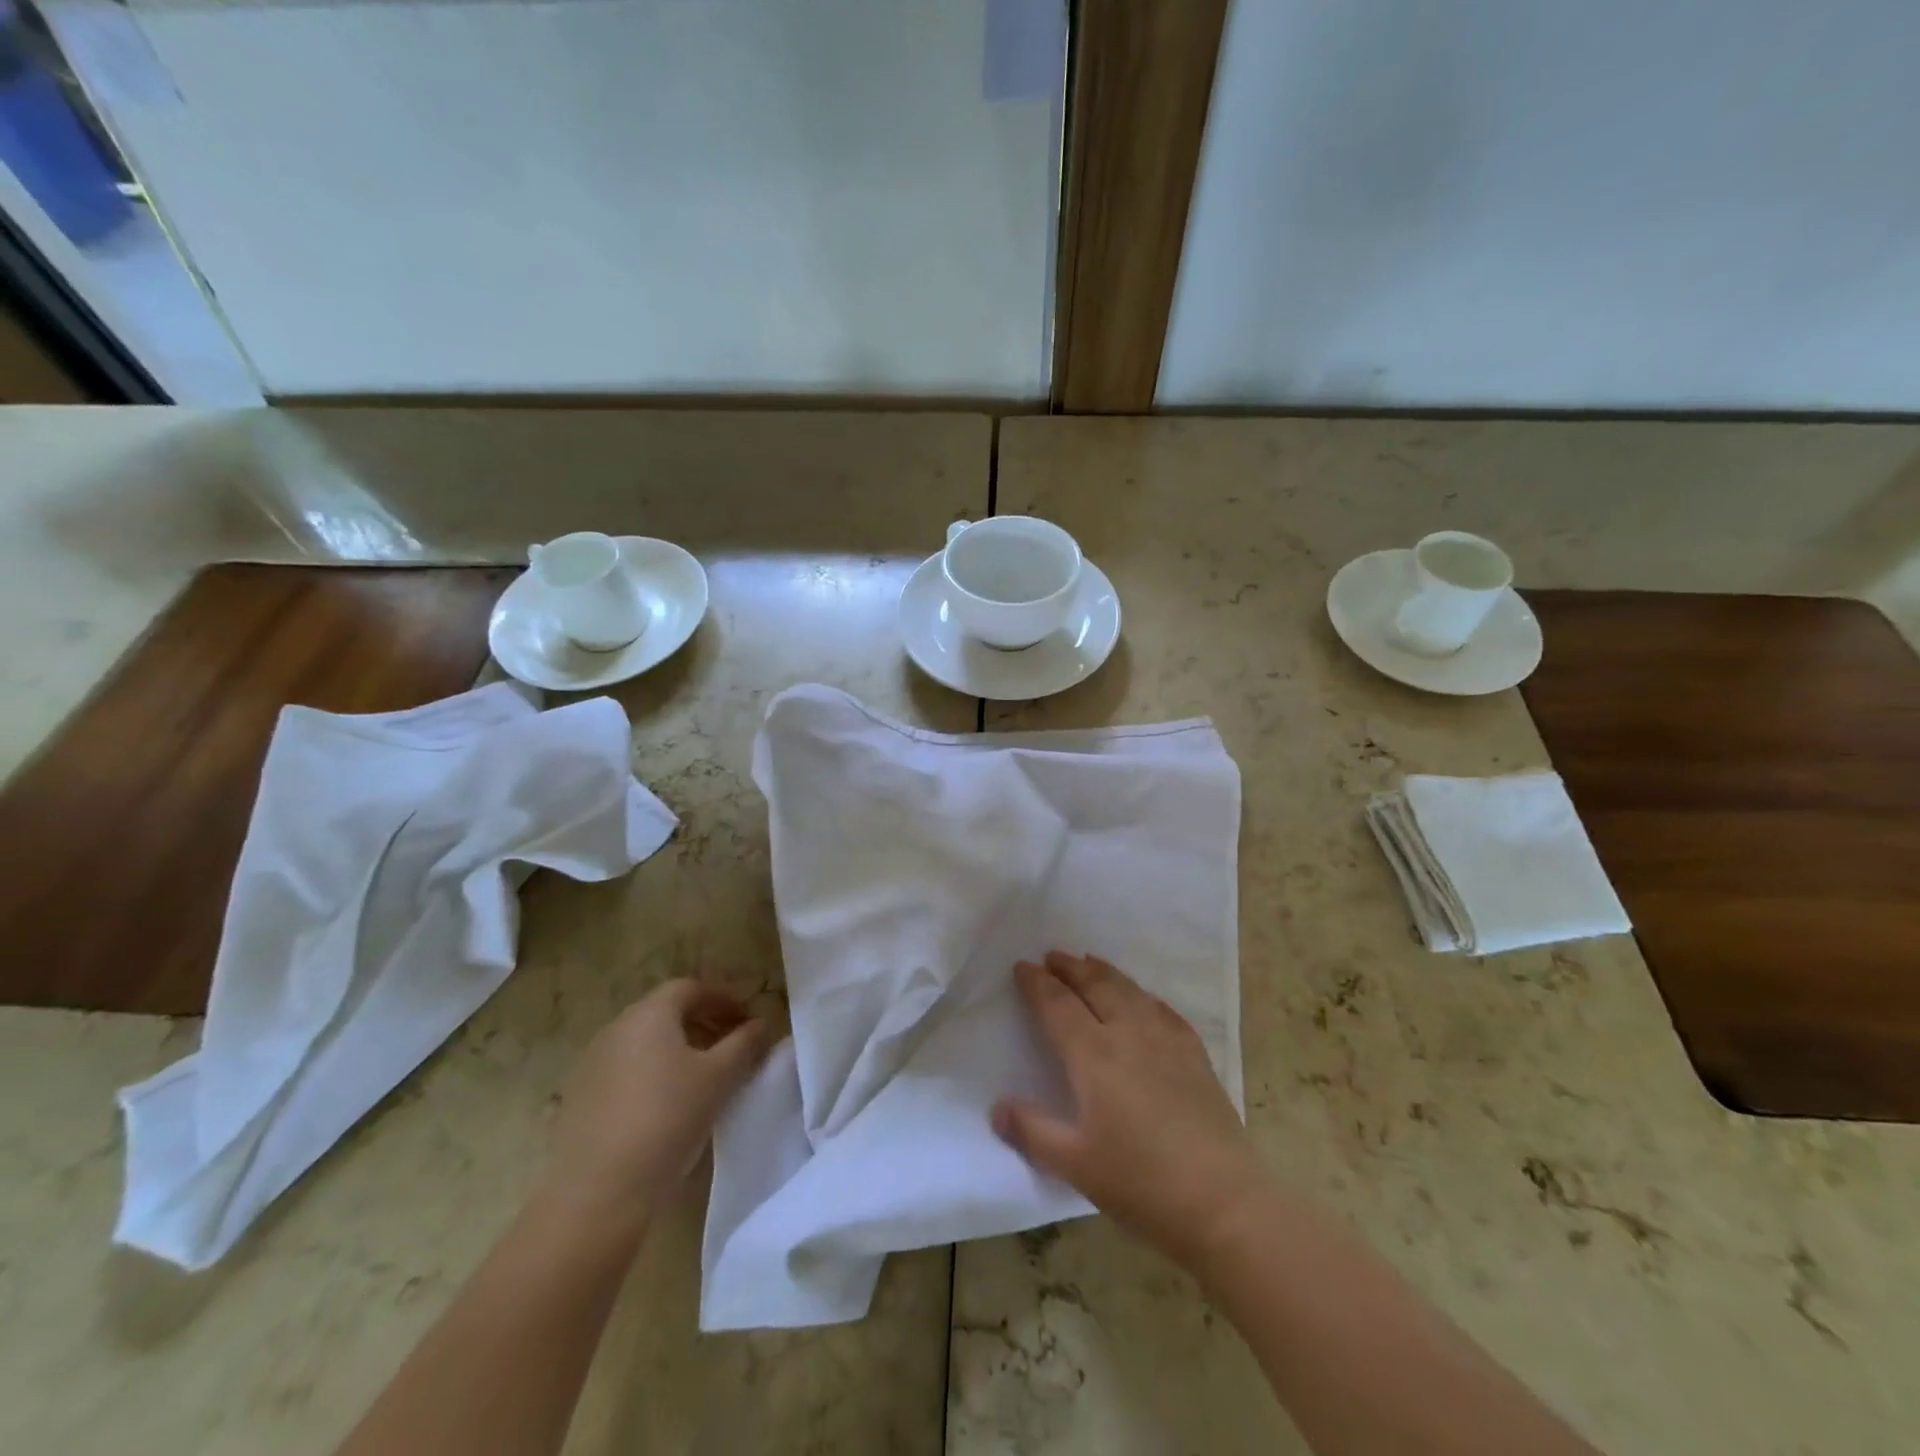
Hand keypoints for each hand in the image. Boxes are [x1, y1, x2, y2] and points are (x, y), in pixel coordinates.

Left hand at [544, 979, 775, 1229]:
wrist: (599, 1190)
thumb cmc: (668, 1118)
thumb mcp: (719, 1078)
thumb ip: (744, 1044)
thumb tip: (762, 1024)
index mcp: (650, 1014)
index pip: (690, 988)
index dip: (722, 998)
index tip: (746, 1019)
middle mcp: (616, 1028)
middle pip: (665, 1012)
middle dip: (702, 1022)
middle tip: (730, 1045)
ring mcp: (592, 1063)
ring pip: (643, 1042)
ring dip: (676, 1048)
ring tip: (702, 1076)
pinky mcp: (578, 1098)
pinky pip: (624, 1070)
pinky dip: (651, 1073)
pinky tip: (665, 1104)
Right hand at [992, 951, 1264, 1270]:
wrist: (1223, 1202)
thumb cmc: (1141, 1184)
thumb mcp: (1075, 1165)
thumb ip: (1032, 1132)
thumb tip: (996, 1107)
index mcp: (1094, 1056)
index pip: (1058, 1006)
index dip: (1038, 984)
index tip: (1022, 966)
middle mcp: (1129, 1034)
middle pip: (1096, 986)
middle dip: (1071, 968)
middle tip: (1053, 955)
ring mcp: (1167, 1041)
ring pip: (1130, 991)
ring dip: (1104, 972)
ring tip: (1089, 962)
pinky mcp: (1195, 1055)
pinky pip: (1163, 1010)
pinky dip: (1143, 995)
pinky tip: (1143, 999)